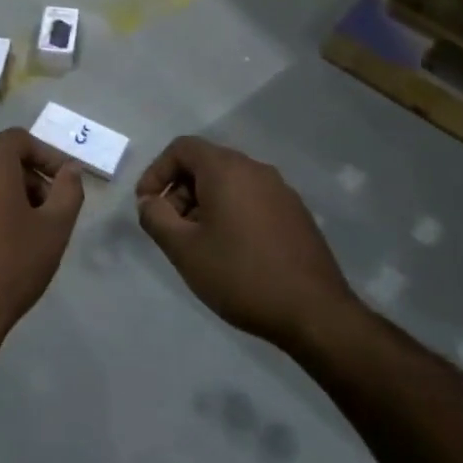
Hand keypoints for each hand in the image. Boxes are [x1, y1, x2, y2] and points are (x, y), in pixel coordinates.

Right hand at [135, 136, 360, 356]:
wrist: (315, 314)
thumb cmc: (240, 275)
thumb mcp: (183, 249)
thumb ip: (155, 217)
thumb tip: (149, 202)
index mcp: (227, 169)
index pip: (182, 148)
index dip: (157, 172)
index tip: (147, 205)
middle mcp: (256, 170)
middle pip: (206, 164)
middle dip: (179, 191)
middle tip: (171, 229)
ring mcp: (281, 191)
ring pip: (229, 183)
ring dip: (204, 204)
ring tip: (198, 244)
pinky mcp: (296, 215)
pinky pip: (252, 200)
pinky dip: (230, 213)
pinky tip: (230, 252)